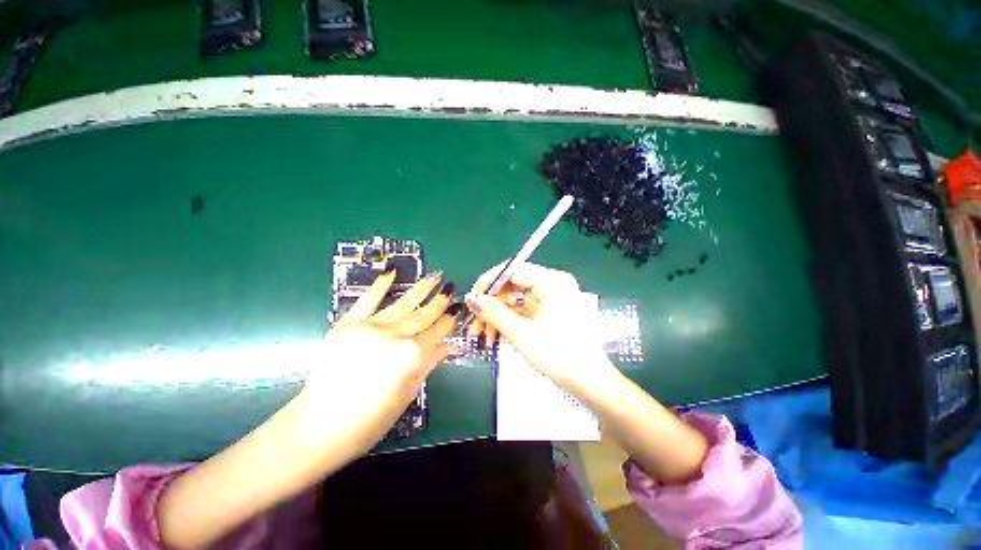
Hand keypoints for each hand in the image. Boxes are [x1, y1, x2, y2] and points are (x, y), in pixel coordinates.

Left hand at [299, 269, 457, 453]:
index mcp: (413, 355)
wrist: (322, 424)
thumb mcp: (408, 392)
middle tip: (450, 288)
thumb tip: (448, 346)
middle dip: (440, 301)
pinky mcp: (349, 324)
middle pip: (424, 315)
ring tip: (435, 275)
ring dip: (422, 288)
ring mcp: (372, 327)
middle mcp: (396, 335)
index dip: (449, 320)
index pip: (437, 332)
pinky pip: (368, 299)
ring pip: (404, 303)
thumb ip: (429, 363)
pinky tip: (391, 271)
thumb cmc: (371, 418)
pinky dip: (380, 284)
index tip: (457, 309)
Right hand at [466, 262, 614, 391]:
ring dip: (497, 317)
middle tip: (473, 325)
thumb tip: (471, 299)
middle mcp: (552, 284)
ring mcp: (551, 298)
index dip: (489, 283)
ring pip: (515, 300)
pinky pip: (522, 311)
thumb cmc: (558, 355)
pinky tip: (495, 336)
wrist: (589, 382)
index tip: (472, 300)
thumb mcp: (521, 333)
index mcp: (552, 281)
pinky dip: (508, 322)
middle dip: (491, 306)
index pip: (513, 269)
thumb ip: (493, 313)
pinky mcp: (549, 312)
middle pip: (512, 286)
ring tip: (482, 337)